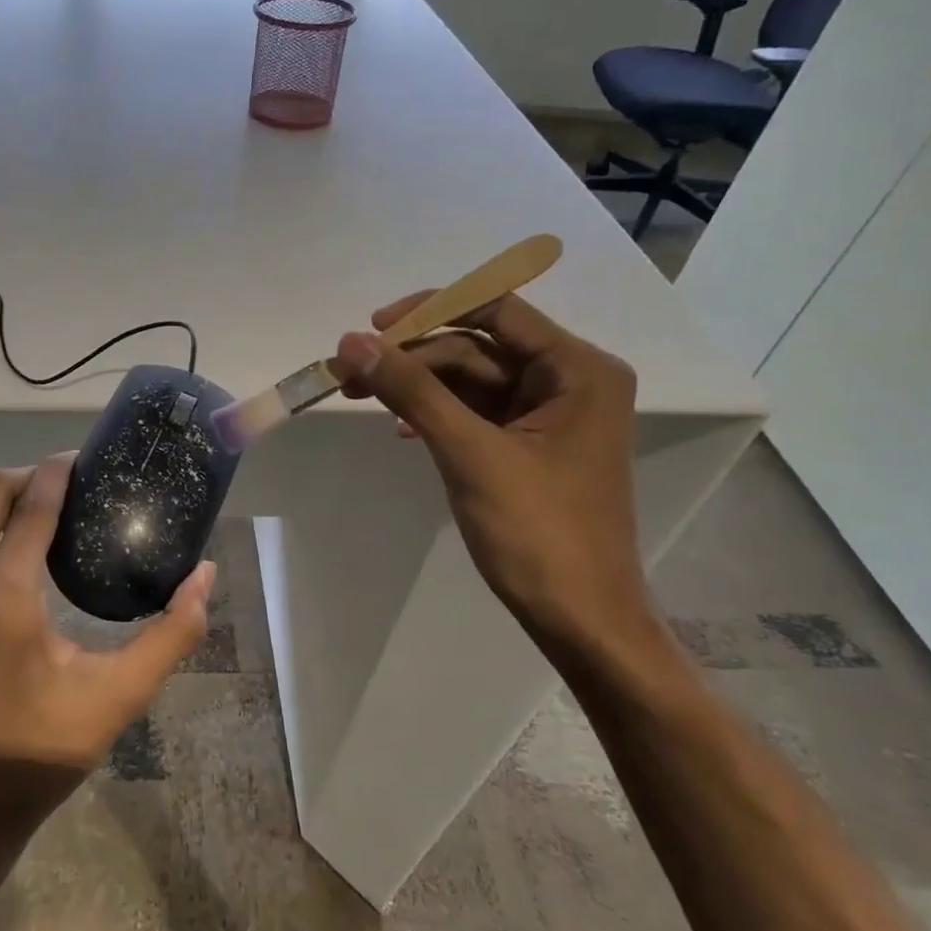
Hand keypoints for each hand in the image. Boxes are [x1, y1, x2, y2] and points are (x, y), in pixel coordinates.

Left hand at [0, 455, 215, 771]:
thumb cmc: (42, 748)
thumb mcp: (118, 696)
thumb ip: (171, 634)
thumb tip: (205, 575)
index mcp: (5, 603)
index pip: (32, 508)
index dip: (57, 473)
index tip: (76, 461)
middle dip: (21, 478)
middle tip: (51, 490)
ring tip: (15, 517)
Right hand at [332, 294, 652, 657]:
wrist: (581, 620)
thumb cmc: (538, 533)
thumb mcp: (469, 453)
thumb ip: (412, 390)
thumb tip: (351, 342)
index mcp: (578, 369)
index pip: (496, 309)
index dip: (430, 309)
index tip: (373, 327)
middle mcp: (569, 380)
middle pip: (476, 346)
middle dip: (412, 357)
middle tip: (349, 373)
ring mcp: (548, 414)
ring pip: (469, 379)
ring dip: (416, 385)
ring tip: (358, 395)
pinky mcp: (528, 444)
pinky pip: (474, 411)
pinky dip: (435, 413)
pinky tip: (402, 429)